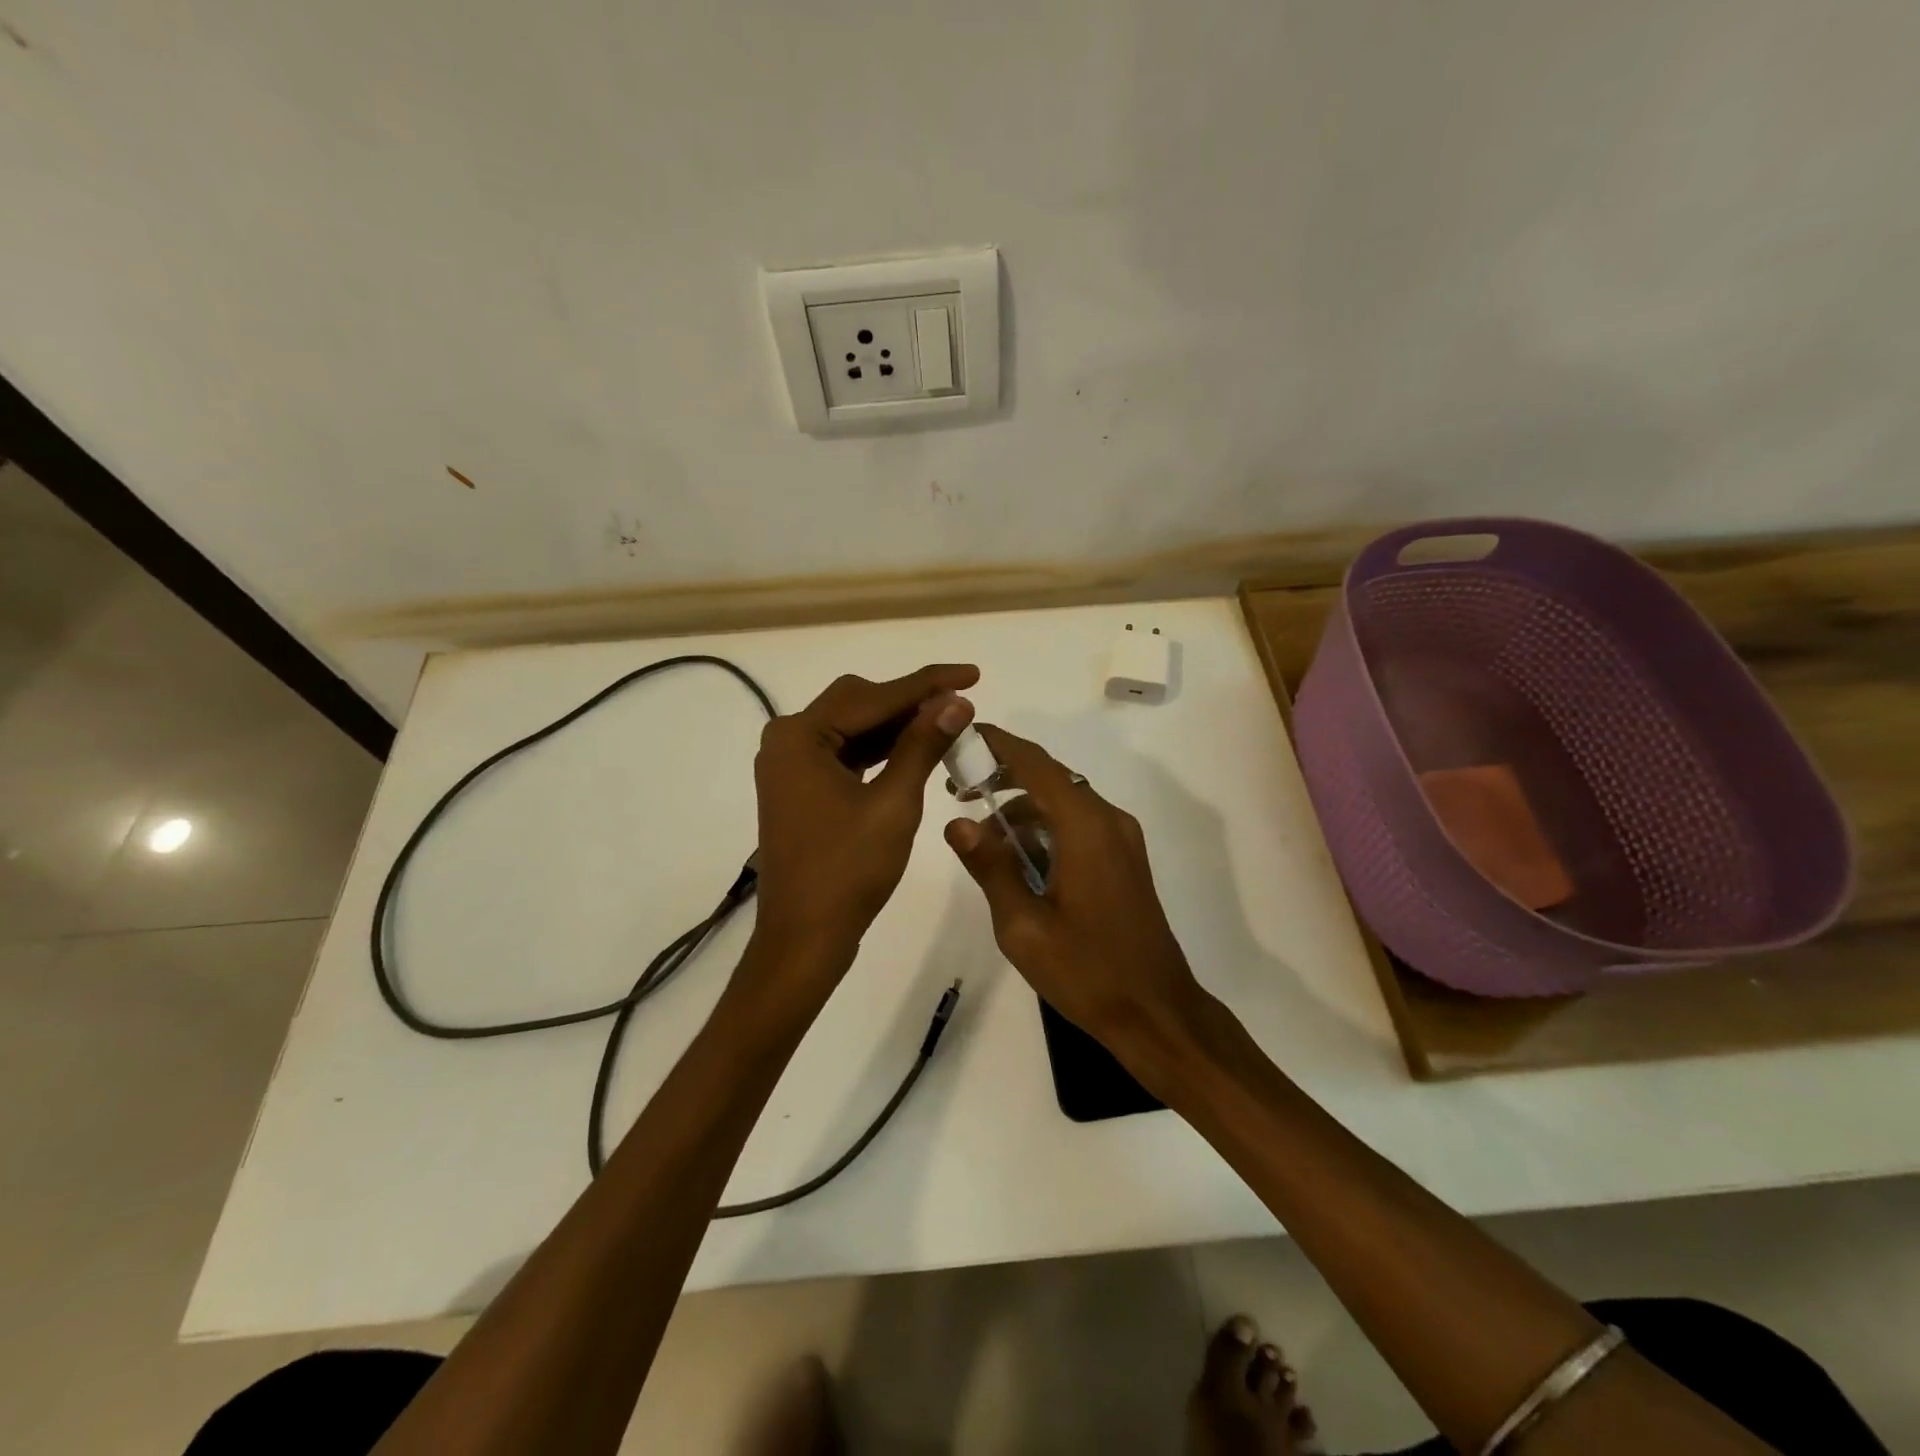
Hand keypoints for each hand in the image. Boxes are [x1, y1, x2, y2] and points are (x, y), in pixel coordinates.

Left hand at [752, 665, 977, 972]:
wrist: (805, 938)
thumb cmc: (848, 871)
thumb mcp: (893, 803)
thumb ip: (923, 745)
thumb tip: (956, 701)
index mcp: (800, 736)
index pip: (874, 696)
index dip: (927, 683)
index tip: (972, 673)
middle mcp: (787, 740)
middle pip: (858, 703)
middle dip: (911, 702)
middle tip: (961, 704)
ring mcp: (790, 764)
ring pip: (853, 727)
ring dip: (897, 726)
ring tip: (947, 724)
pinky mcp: (800, 787)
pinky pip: (845, 753)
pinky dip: (879, 750)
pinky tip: (914, 750)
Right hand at [943, 724, 1208, 1065]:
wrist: (1157, 1014)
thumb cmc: (1087, 971)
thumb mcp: (1022, 926)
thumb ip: (990, 867)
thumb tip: (957, 822)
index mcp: (1085, 827)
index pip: (1035, 764)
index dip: (997, 744)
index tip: (961, 735)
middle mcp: (1108, 820)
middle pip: (1050, 777)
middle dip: (1003, 776)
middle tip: (957, 789)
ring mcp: (1121, 840)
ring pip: (1063, 802)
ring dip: (1022, 807)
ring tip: (980, 834)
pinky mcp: (1124, 860)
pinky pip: (1078, 825)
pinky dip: (1045, 828)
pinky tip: (1017, 858)